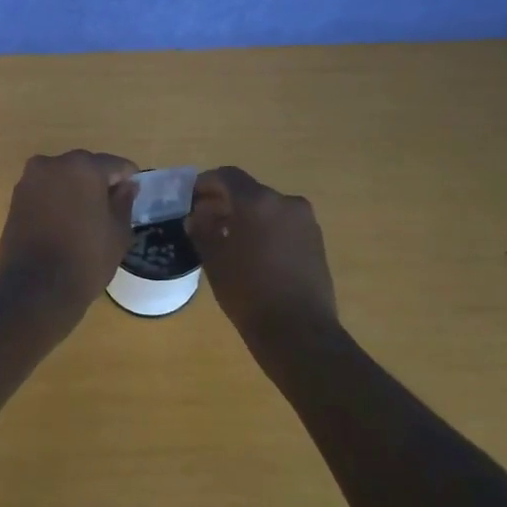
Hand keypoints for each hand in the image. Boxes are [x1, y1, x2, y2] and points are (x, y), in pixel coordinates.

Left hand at [0, 151, 138, 322]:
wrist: (34, 290)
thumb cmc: (85, 259)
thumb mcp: (118, 232)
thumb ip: (124, 202)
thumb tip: (126, 185)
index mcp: (82, 167)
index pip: (114, 165)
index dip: (128, 179)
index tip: (134, 194)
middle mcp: (52, 164)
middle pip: (85, 168)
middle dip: (99, 183)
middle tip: (111, 209)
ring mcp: (29, 181)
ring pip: (62, 179)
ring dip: (76, 192)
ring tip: (87, 219)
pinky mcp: (15, 200)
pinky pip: (45, 192)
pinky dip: (57, 202)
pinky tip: (66, 224)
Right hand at [187, 166, 339, 339]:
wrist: (298, 330)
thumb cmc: (248, 292)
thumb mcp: (214, 260)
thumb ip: (202, 230)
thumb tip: (196, 216)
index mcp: (257, 202)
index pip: (227, 176)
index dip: (206, 183)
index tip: (190, 198)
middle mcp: (285, 202)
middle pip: (249, 191)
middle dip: (224, 201)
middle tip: (204, 220)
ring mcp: (305, 221)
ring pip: (267, 208)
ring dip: (245, 216)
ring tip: (226, 238)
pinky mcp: (316, 240)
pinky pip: (282, 224)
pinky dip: (264, 228)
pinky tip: (251, 251)